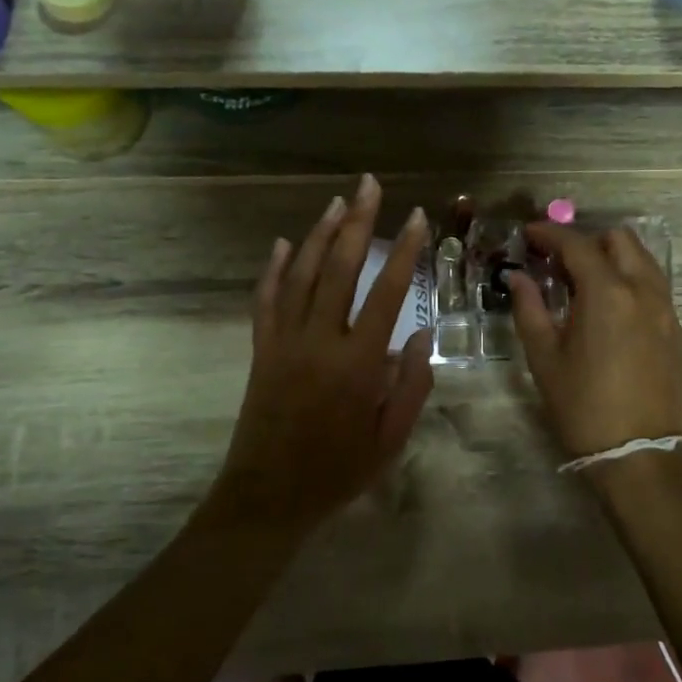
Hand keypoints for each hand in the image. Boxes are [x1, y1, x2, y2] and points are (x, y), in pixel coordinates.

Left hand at [215, 175, 433, 527]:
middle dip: (357, 222)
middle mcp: (318, 340)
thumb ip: (411, 385)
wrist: (268, 496)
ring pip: (299, 274)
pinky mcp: (260, 350)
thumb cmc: (337, 471)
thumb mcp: (390, 439)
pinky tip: (280, 244)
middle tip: (370, 185)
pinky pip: (265, 300)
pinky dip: (272, 269)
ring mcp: (283, 341)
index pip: (387, 293)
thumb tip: (420, 335)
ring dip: (318, 234)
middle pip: (338, 268)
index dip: (403, 251)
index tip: (416, 218)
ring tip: (337, 203)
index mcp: (357, 363)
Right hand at [508, 223, 681, 460]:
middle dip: (586, 240)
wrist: (638, 452)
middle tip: (557, 261)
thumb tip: (517, 277)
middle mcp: (643, 290)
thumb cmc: (582, 405)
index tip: (528, 234)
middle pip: (619, 239)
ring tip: (583, 279)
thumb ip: (529, 308)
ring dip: (612, 256)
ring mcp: (666, 308)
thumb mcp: (544, 357)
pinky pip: (654, 284)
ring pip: (642, 258)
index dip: (549, 233)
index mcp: (607, 293)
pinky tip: (609, 304)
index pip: (577, 244)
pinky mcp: (676, 328)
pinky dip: (630, 278)